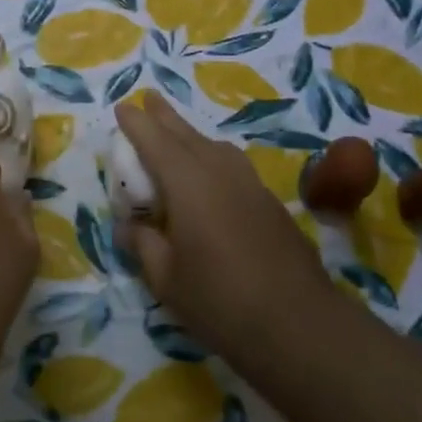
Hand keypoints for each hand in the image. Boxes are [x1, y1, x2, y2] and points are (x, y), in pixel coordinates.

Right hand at [114, 95, 330, 355]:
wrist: (298, 324)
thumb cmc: (219, 300)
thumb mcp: (165, 278)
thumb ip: (143, 244)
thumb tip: (128, 226)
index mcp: (187, 184)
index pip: (155, 142)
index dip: (137, 124)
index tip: (123, 107)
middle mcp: (219, 173)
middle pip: (187, 135)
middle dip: (165, 116)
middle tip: (150, 97)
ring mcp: (250, 185)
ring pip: (214, 147)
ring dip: (191, 134)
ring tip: (177, 132)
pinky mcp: (269, 203)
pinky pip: (233, 165)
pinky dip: (213, 156)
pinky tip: (212, 172)